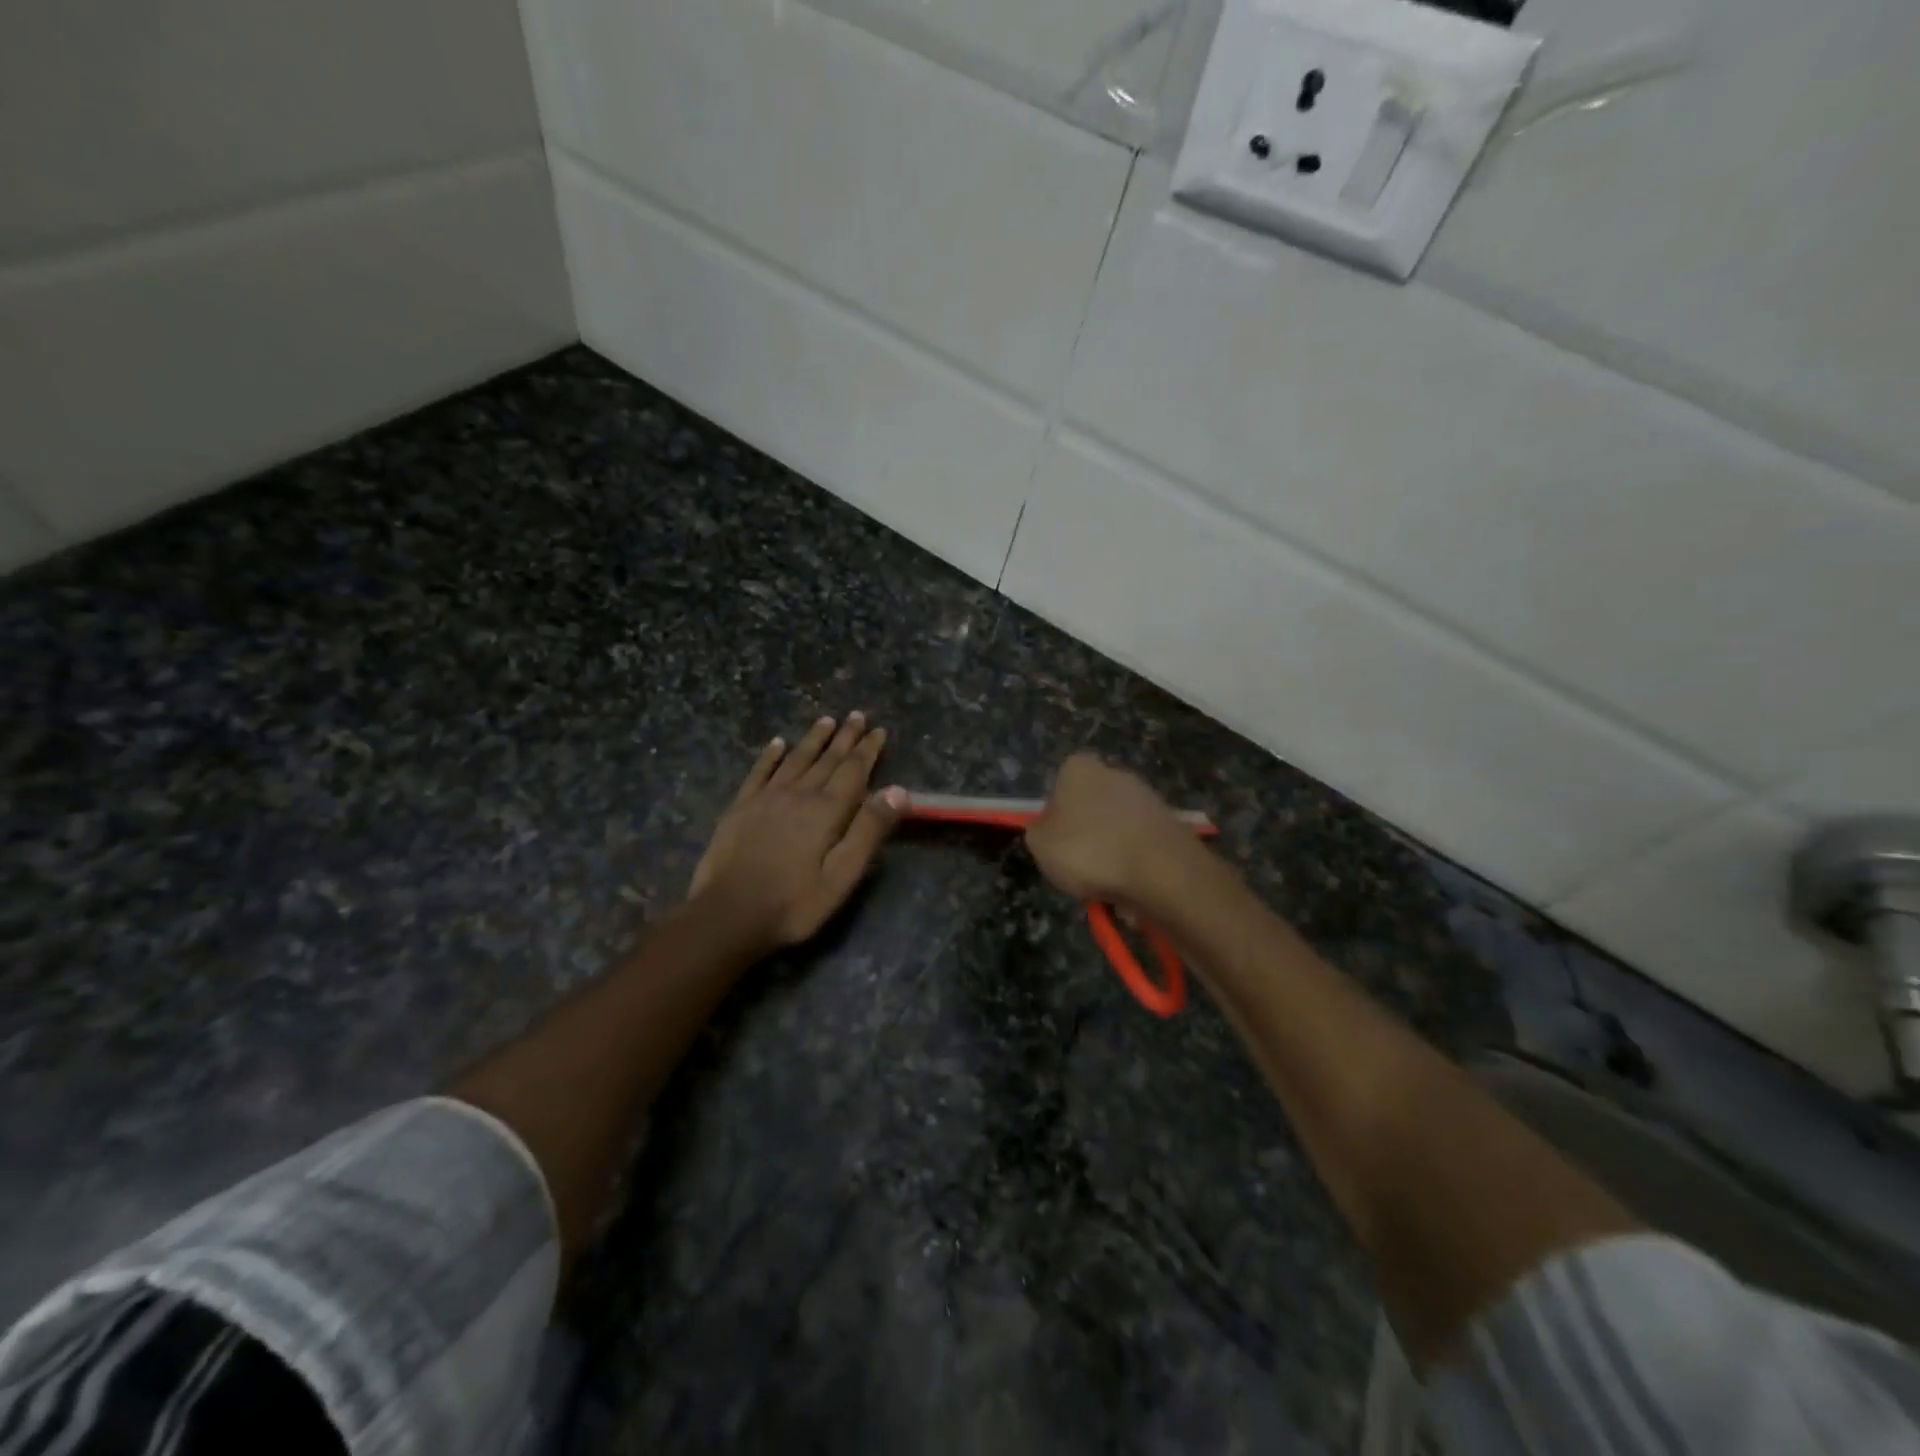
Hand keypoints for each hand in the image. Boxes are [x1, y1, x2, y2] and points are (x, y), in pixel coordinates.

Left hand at [689, 713, 903, 949]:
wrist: (728, 915)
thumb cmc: (794, 903)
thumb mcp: (842, 876)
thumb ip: (869, 831)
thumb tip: (898, 790)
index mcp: (826, 811)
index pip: (853, 771)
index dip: (867, 750)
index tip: (878, 730)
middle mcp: (798, 794)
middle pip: (826, 759)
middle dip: (844, 737)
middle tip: (857, 715)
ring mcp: (766, 798)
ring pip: (795, 759)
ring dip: (813, 739)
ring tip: (826, 720)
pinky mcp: (740, 807)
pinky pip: (759, 772)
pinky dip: (770, 755)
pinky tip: (777, 743)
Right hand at [1026, 753, 1197, 906]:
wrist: (1161, 872)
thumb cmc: (1088, 851)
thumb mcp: (1039, 844)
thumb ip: (1039, 831)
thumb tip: (1051, 829)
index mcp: (1079, 768)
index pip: (1059, 786)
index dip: (1055, 817)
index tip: (1056, 845)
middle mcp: (1116, 774)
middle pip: (1091, 809)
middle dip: (1086, 838)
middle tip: (1079, 870)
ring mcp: (1148, 799)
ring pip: (1117, 832)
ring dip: (1111, 858)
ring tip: (1107, 889)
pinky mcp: (1172, 825)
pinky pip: (1141, 850)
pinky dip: (1135, 869)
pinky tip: (1132, 891)